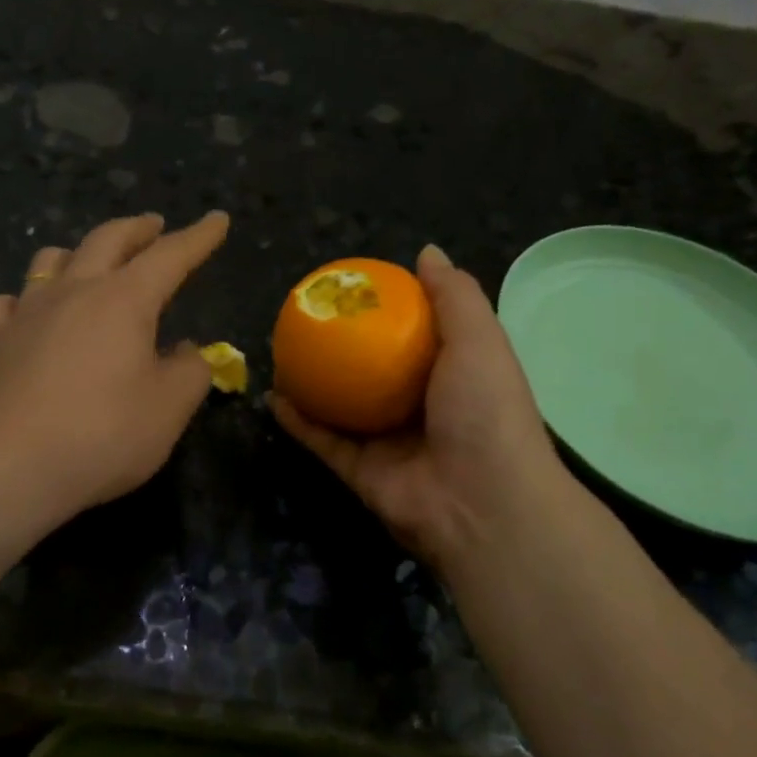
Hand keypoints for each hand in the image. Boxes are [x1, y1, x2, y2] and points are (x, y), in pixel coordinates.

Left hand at [0, 211, 228, 523]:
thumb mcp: (170, 408)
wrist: (10, 466)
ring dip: (79, 252)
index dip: (198, 237)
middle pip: (108, 240)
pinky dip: (28, 297)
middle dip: (138, 229)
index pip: (170, 255)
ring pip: (52, 259)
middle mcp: (75, 291)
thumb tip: (186, 351)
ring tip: (91, 261)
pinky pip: (11, 302)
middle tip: (154, 225)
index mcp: (125, 299)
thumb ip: (190, 372)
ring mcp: (29, 312)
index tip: (217, 219)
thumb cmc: (103, 434)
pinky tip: (30, 310)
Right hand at [271, 244, 576, 575]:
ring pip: (341, 406)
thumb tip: (426, 252)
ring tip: (281, 351)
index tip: (355, 287)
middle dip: (342, 346)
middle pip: (372, 370)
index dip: (388, 310)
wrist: (480, 503)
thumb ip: (455, 296)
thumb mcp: (480, 340)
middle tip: (308, 318)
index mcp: (451, 374)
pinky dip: (297, 420)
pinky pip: (322, 440)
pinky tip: (272, 395)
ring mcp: (387, 441)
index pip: (416, 335)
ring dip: (312, 382)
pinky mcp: (359, 471)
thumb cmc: (484, 411)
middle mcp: (418, 406)